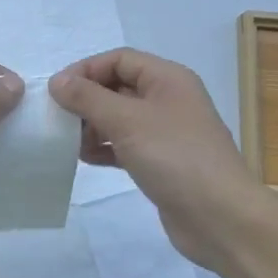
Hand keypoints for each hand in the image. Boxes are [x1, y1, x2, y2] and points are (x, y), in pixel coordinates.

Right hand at [50, 48, 263, 269]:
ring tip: (68, 142)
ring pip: (120, 118)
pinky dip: (104, 148)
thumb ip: (88, 98)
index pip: (119, 60)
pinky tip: (84, 159)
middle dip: (86, 99)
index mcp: (168, 79)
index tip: (56, 92)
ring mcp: (166, 132)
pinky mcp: (162, 161)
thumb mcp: (127, 121)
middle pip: (118, 87)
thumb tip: (57, 81)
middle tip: (57, 119)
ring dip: (92, 125)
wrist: (221, 218)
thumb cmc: (175, 157)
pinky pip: (126, 145)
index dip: (86, 70)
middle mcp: (168, 99)